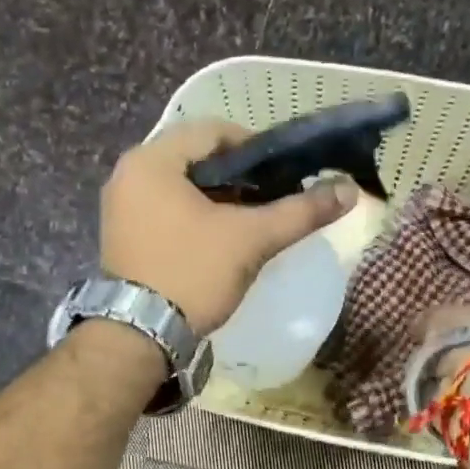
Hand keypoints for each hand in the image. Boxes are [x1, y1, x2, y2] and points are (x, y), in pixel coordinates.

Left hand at [102, 120, 357, 336]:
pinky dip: (193, 215)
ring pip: (179, 186)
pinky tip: (220, 238)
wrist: (139, 337)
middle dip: (237, 175)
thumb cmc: (192, 274)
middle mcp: (127, 174)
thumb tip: (350, 190)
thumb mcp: (251, 239)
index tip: (283, 173)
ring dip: (217, 197)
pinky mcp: (121, 235)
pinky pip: (164, 209)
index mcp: (151, 160)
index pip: (212, 131)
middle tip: (271, 197)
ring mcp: (120, 206)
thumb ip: (300, 211)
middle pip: (194, 158)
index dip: (254, 146)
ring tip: (252, 219)